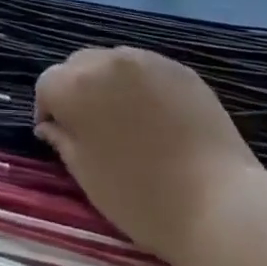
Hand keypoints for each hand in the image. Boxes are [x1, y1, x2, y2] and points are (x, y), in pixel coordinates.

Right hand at [35, 46, 262, 265]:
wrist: (219, 205)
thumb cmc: (142, 199)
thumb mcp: (88, 177)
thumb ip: (63, 141)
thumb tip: (51, 125)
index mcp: (77, 85)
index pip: (47, 84)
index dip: (49, 110)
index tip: (61, 136)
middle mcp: (108, 61)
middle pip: (78, 65)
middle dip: (77, 90)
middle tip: (92, 127)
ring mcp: (147, 60)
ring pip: (113, 63)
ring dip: (109, 84)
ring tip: (126, 120)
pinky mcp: (179, 69)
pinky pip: (146, 70)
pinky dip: (141, 86)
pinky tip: (157, 118)